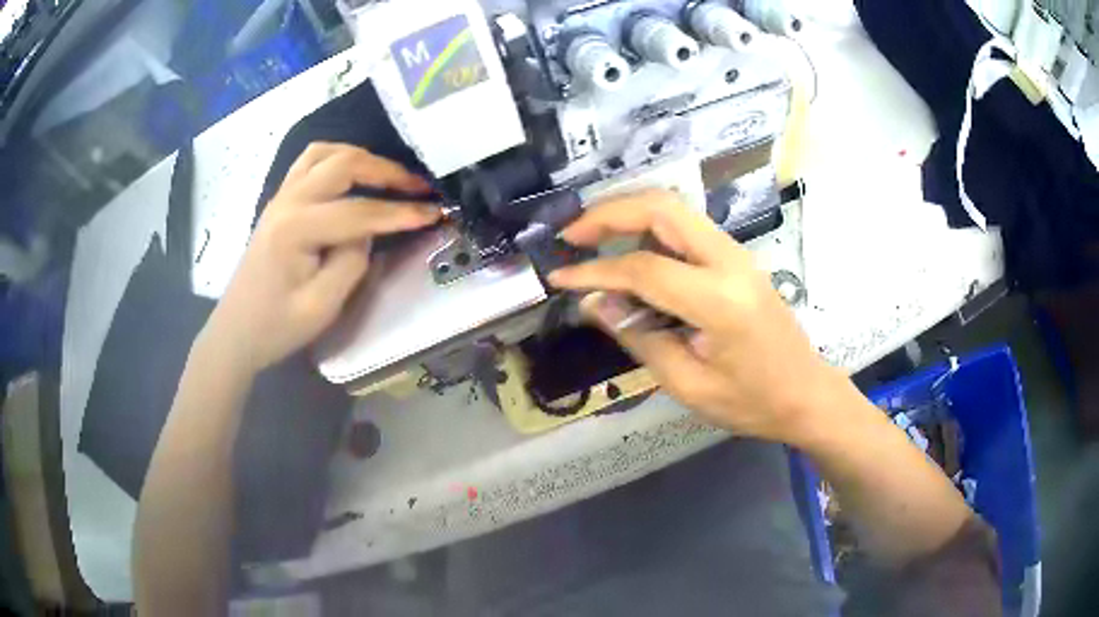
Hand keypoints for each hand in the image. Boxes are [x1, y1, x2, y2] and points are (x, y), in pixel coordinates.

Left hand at [204, 143, 439, 371]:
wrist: (236, 333)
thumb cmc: (276, 327)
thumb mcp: (322, 306)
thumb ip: (352, 262)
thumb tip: (368, 233)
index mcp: (296, 229)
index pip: (359, 211)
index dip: (400, 212)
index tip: (435, 212)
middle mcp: (287, 201)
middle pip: (343, 164)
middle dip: (386, 171)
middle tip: (417, 186)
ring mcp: (280, 197)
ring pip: (324, 154)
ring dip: (361, 158)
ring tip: (387, 176)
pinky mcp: (279, 203)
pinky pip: (309, 163)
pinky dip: (337, 160)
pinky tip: (352, 176)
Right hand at [548, 189, 847, 444]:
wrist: (806, 393)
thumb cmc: (751, 402)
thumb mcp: (689, 385)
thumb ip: (639, 338)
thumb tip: (593, 303)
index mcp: (719, 300)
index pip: (643, 268)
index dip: (594, 270)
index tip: (558, 276)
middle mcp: (730, 261)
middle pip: (661, 208)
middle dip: (609, 213)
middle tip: (571, 234)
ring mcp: (737, 254)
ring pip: (675, 209)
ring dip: (628, 213)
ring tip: (590, 237)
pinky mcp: (737, 258)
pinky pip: (686, 228)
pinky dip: (650, 229)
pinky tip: (629, 251)